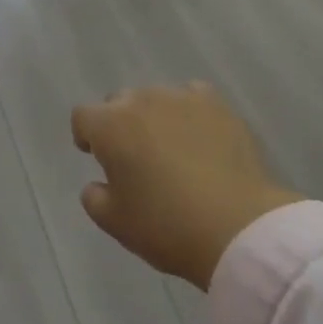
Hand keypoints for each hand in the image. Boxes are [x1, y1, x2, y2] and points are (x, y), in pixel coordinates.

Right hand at [72, 82, 301, 290]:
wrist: (239, 226)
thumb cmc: (168, 226)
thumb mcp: (116, 224)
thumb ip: (94, 198)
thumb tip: (97, 184)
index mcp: (110, 126)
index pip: (83, 117)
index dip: (86, 136)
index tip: (97, 157)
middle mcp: (141, 100)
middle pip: (119, 102)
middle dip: (120, 124)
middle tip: (136, 159)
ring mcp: (180, 97)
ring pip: (156, 99)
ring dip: (155, 118)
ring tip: (172, 149)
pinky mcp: (216, 104)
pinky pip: (192, 97)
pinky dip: (190, 112)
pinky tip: (201, 137)